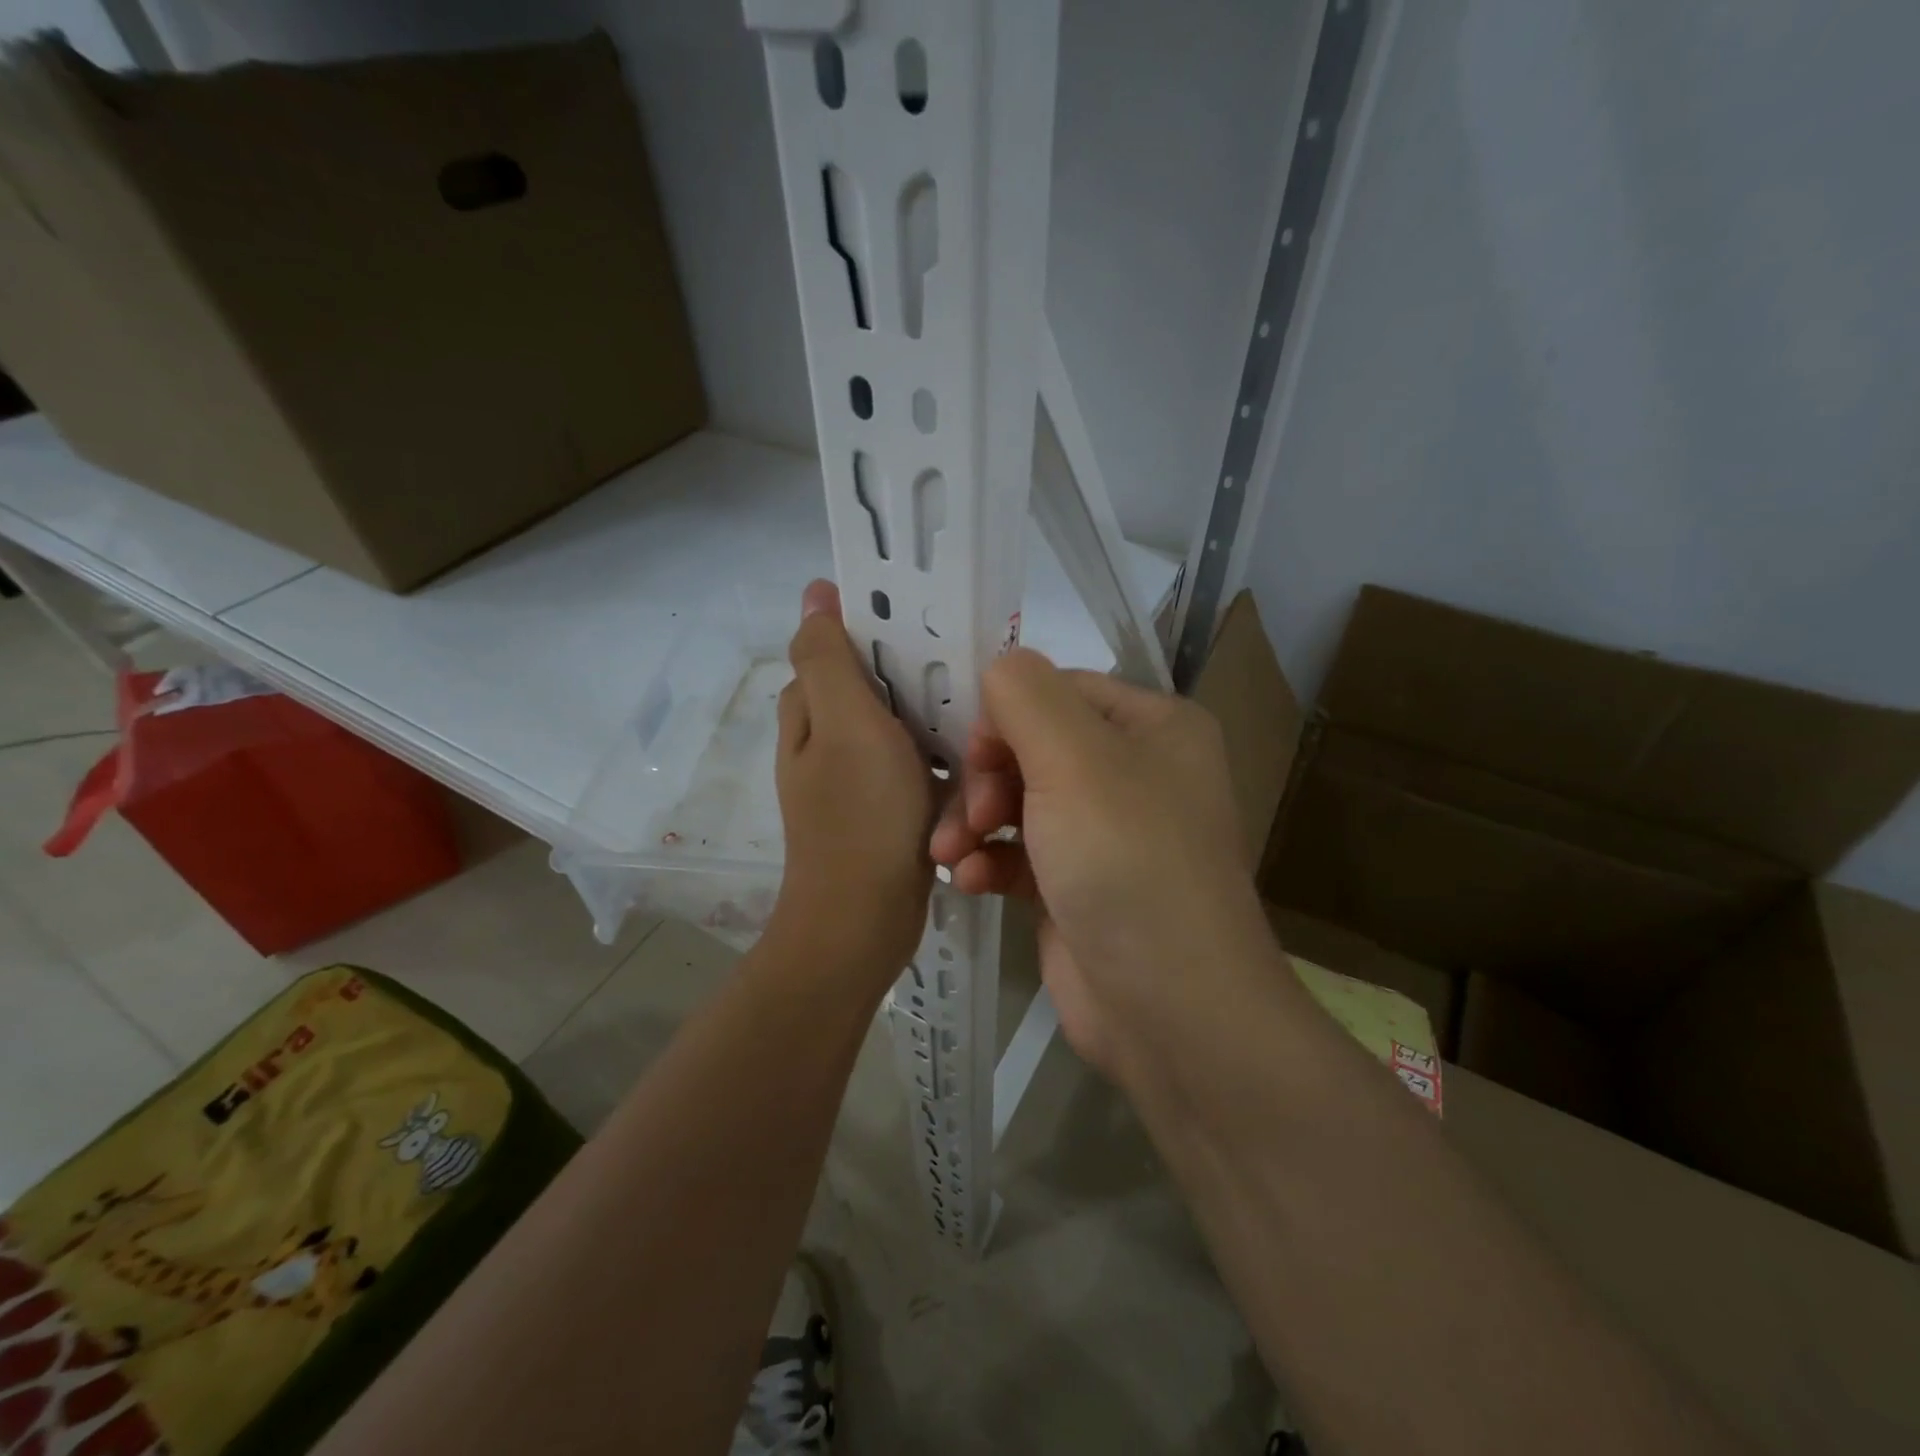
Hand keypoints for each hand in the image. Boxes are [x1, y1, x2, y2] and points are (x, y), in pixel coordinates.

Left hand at [768, 581, 933, 984]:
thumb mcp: (844, 724)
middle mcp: (826, 740)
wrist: (865, 920)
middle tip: (968, 671)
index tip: (931, 619)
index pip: (838, 645)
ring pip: (902, 728)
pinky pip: (917, 768)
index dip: (879, 625)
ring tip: (979, 716)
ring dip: (934, 723)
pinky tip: (973, 764)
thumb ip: (829, 658)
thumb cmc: (860, 815)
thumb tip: (814, 593)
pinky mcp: (886, 808)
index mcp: (809, 712)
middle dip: (917, 676)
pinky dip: (940, 764)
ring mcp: (856, 777)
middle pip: (876, 686)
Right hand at [930, 650, 1279, 1081]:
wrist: (1171, 1008)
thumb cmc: (1126, 862)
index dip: (1005, 715)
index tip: (971, 756)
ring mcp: (1107, 833)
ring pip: (1020, 800)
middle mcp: (1136, 772)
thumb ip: (1025, 695)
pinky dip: (990, 863)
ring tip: (950, 855)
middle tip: (967, 817)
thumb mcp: (1074, 758)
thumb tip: (999, 670)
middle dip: (985, 778)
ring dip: (975, 822)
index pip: (1057, 690)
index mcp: (1153, 726)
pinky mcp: (1079, 885)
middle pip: (1032, 745)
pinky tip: (967, 883)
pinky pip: (1021, 853)